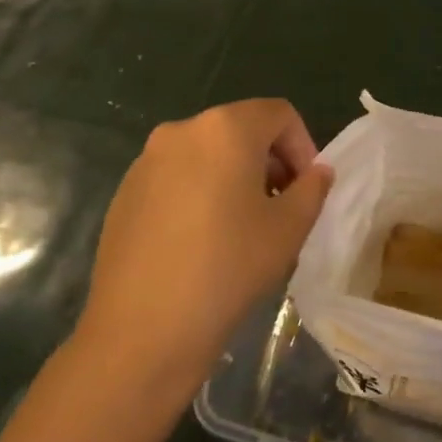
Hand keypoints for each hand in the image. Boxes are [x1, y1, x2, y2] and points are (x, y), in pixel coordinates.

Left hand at [77, 99, 332, 396]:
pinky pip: (176, 177)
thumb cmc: (229, 267)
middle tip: (281, 207)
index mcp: (225, 129)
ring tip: (242, 226)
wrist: (143, 328)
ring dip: (235, 177)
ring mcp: (146, 161)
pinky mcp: (124, 192)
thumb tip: (316, 172)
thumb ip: (312, 188)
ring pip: (207, 153)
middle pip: (241, 129)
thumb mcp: (289, 228)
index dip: (303, 145)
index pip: (279, 114)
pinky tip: (202, 241)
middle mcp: (181, 131)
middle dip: (270, 161)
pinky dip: (200, 192)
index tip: (307, 189)